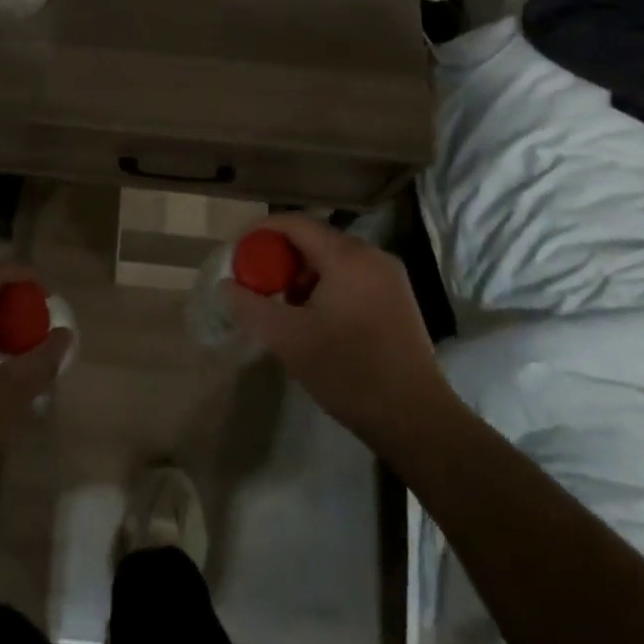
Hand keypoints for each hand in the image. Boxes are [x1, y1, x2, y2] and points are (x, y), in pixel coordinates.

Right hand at [228, 216, 455, 455]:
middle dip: (279, 258)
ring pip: (332, 260)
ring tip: (283, 308)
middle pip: (314, 240)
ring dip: (301, 275)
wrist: (416, 419)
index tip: (236, 253)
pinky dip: (325, 287)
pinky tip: (314, 320)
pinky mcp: (396, 298)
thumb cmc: (349, 372)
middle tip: (257, 286)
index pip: (295, 224)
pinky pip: (351, 277)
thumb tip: (227, 285)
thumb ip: (251, 307)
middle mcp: (372, 256)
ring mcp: (389, 277)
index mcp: (347, 257)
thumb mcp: (289, 340)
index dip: (260, 233)